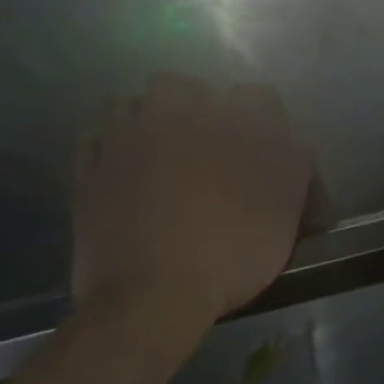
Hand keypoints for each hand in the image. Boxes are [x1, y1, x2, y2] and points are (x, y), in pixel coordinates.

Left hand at [72, 74, 310, 345]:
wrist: (152, 298)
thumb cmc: (230, 254)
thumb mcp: (283, 215)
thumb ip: (292, 170)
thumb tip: (295, 144)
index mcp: (227, 128)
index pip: (256, 96)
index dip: (264, 116)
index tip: (267, 143)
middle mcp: (172, 121)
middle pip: (178, 85)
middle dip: (193, 102)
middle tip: (204, 138)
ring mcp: (123, 145)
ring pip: (127, 104)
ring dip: (144, 118)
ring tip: (158, 148)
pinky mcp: (88, 175)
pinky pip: (93, 140)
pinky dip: (109, 146)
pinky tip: (123, 167)